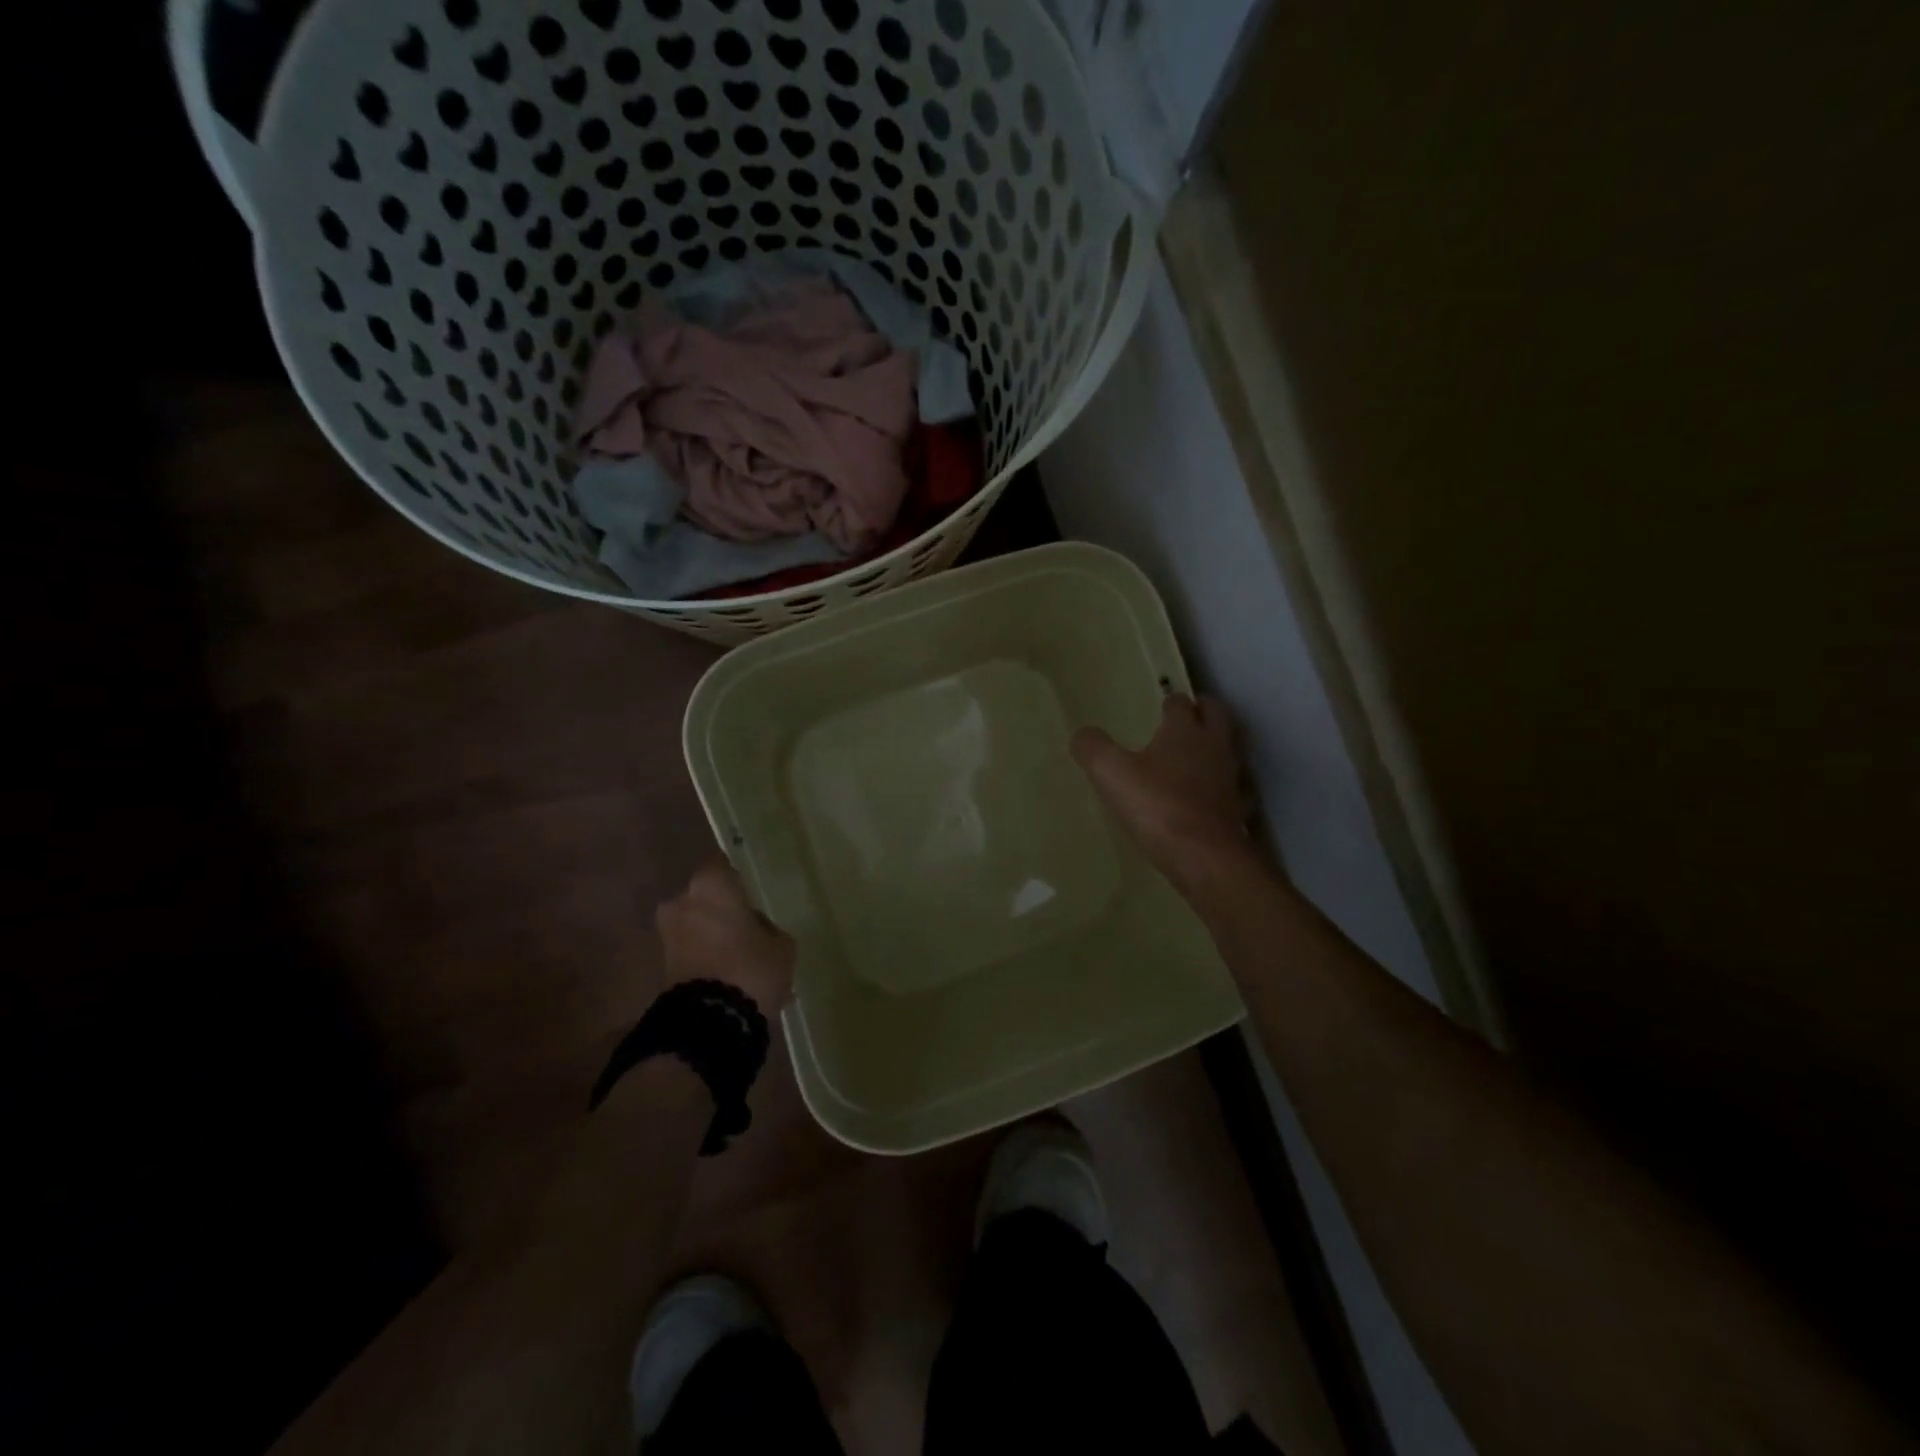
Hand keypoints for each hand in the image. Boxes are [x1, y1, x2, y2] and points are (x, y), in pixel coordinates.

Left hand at [656, 857, 795, 1012]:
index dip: (736, 876)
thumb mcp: (781, 946)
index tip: (751, 888)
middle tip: (746, 925)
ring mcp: (667, 935)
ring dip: (712, 936)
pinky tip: (728, 974)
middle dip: (721, 910)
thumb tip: (756, 927)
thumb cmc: (751, 968)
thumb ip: (768, 928)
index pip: (722, 865)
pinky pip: (690, 952)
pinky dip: (704, 958)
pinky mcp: (661, 967)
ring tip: (739, 956)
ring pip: (695, 926)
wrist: (710, 1023)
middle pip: (704, 898)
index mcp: (711, 885)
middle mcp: (682, 902)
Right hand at [1072, 695, 1252, 884]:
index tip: (1161, 705)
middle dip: (1203, 712)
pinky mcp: (1237, 809)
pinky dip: (1222, 785)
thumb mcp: (1111, 774)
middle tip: (1187, 716)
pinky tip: (1207, 796)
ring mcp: (1231, 778)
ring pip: (1229, 750)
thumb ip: (1093, 748)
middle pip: (1217, 716)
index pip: (1181, 703)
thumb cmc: (1157, 806)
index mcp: (1184, 731)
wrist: (1205, 858)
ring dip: (1215, 746)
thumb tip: (1083, 734)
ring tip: (1195, 755)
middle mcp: (1214, 747)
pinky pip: (1233, 788)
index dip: (1171, 702)